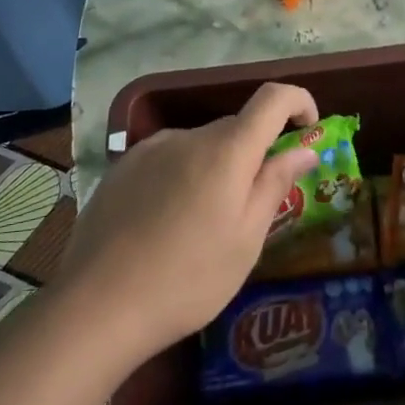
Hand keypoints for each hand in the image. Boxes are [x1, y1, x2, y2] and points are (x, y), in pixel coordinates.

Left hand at [59, 83, 321, 358]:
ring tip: (203, 225)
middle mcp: (187, 136)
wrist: (97, 306)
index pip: (273, 98)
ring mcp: (148, 150)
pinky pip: (168, 159)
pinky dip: (183, 177)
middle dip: (255, 153)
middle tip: (254, 207)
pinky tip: (167, 224)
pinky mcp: (121, 168)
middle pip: (236, 127)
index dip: (298, 102)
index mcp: (225, 150)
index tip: (308, 129)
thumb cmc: (188, 279)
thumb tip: (304, 149)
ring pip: (200, 146)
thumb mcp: (246, 240)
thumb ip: (275, 184)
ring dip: (216, 168)